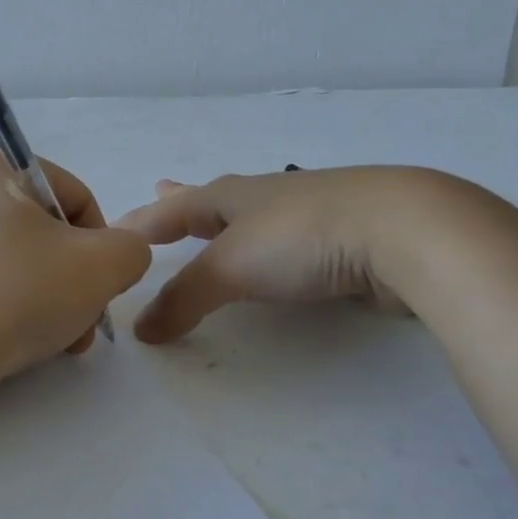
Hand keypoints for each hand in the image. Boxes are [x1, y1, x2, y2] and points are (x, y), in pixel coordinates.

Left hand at [0, 147, 152, 385]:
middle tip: (86, 322)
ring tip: (62, 341)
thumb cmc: (15, 292)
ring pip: (23, 261)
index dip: (102, 243)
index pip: (76, 196)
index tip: (101, 285)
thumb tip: (120, 256)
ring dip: (53, 298)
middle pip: (50, 232)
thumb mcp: (100, 266)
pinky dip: (15, 307)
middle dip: (77, 279)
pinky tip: (27, 343)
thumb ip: (131, 249)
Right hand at [114, 167, 452, 342]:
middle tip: (160, 188)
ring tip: (214, 226)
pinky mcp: (343, 239)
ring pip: (253, 219)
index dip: (142, 222)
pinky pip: (290, 245)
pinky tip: (280, 257)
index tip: (114, 231)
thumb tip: (140, 330)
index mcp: (230, 196)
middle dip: (184, 200)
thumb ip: (184, 299)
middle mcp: (264, 198)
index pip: (172, 208)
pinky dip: (271, 249)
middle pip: (212, 199)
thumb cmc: (301, 237)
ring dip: (227, 223)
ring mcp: (307, 215)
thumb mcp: (230, 267)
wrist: (403, 231)